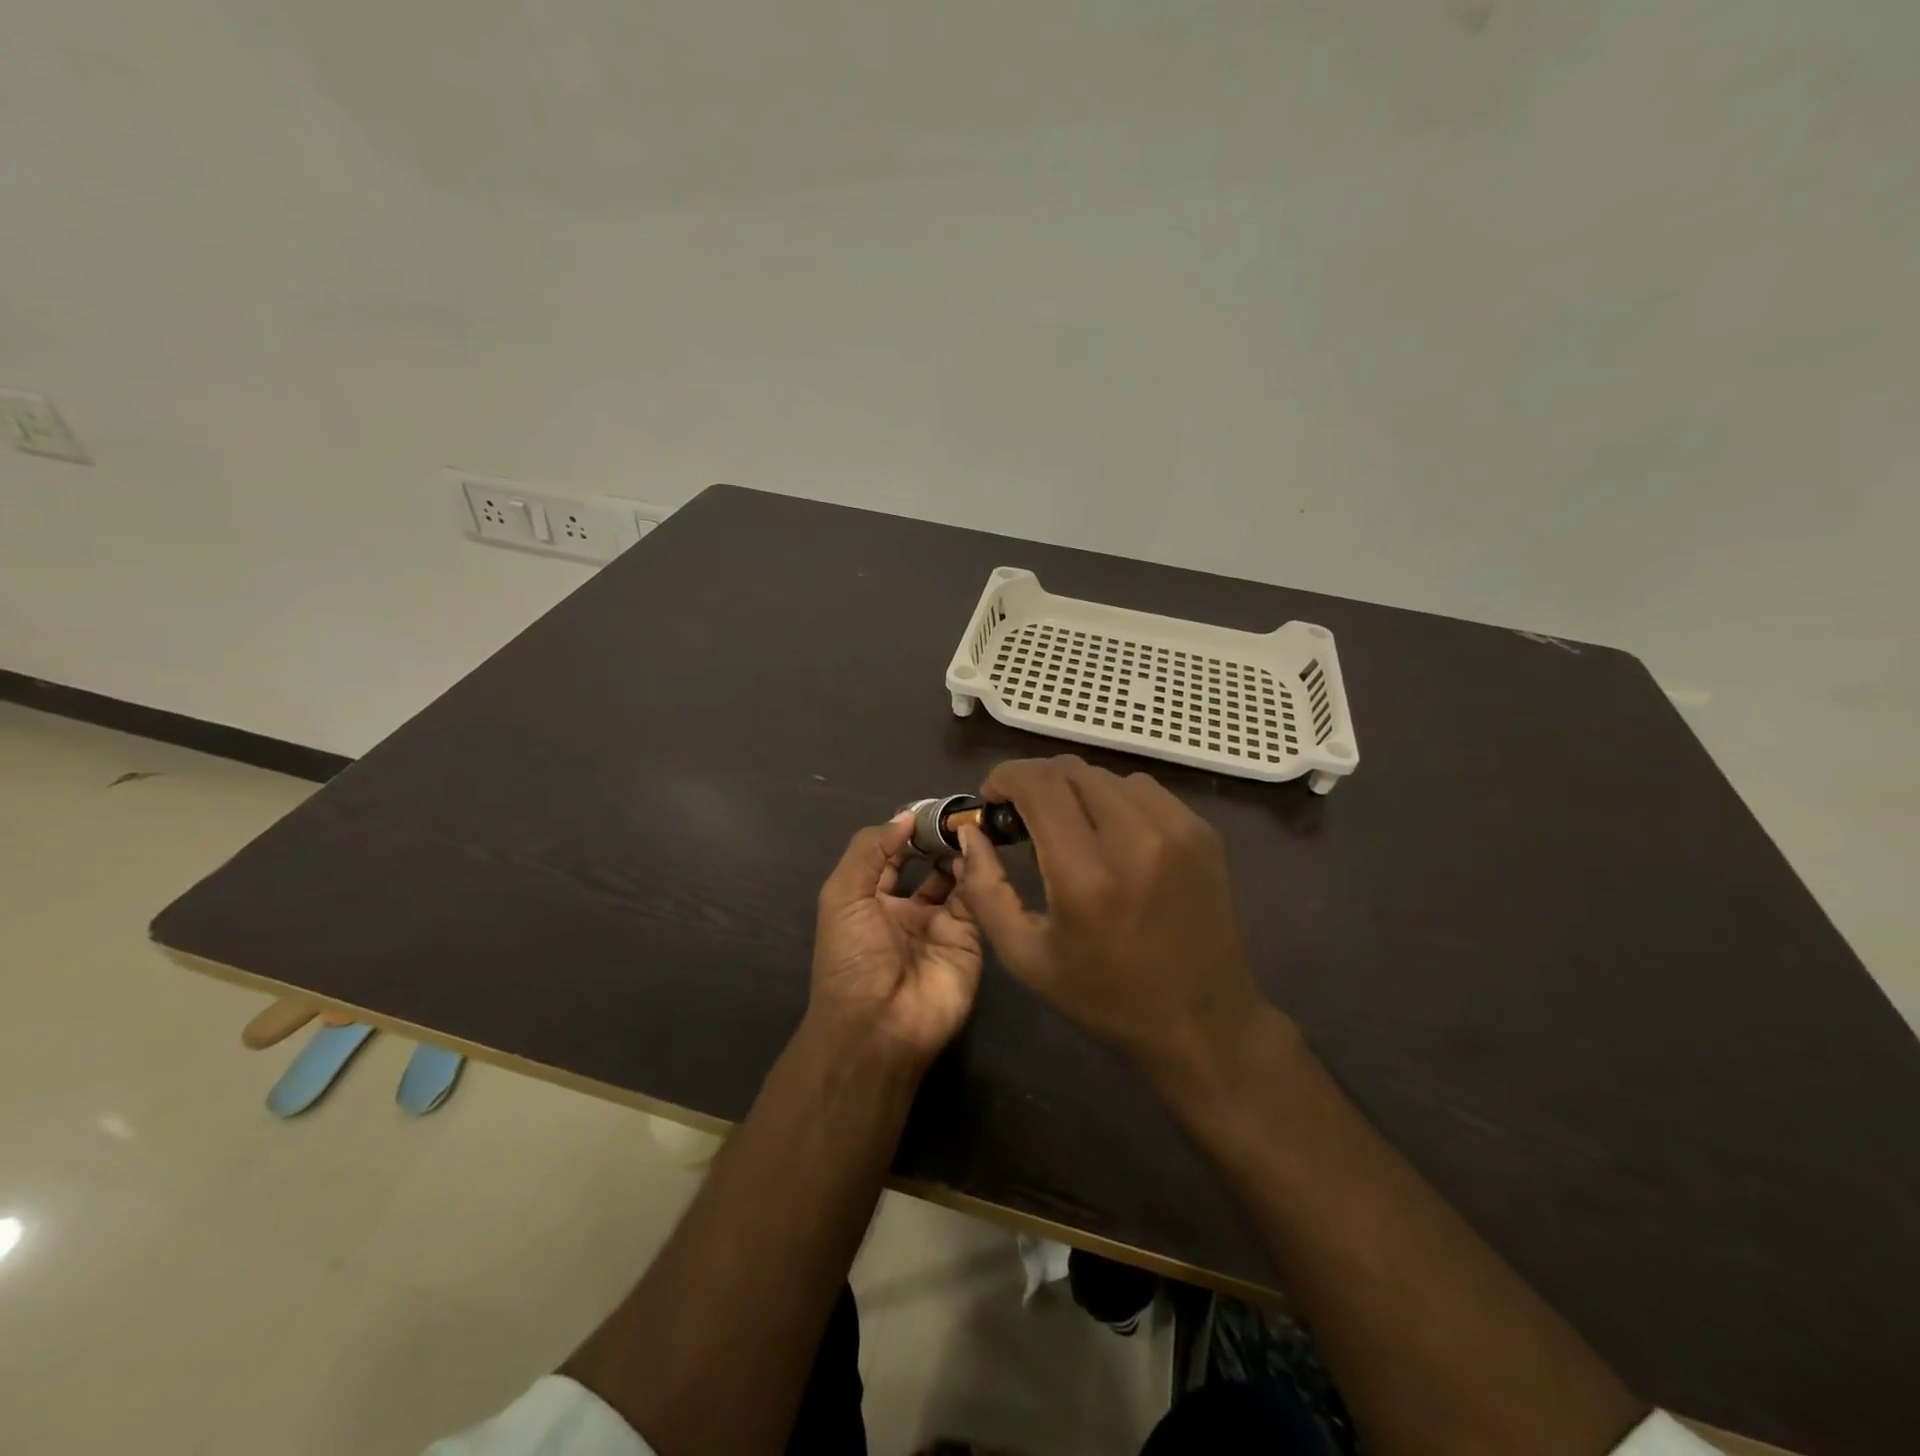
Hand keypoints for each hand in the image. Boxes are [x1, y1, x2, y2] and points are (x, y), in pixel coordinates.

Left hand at [810, 812, 983, 1066]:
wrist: (878, 1024)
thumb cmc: (852, 956)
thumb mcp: (843, 895)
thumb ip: (870, 850)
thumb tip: (904, 816)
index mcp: (870, 900)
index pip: (891, 856)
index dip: (906, 831)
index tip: (929, 806)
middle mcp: (906, 911)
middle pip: (928, 866)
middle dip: (940, 841)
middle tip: (959, 813)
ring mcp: (940, 926)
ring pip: (957, 879)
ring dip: (961, 854)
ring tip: (971, 828)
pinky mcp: (969, 940)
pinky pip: (976, 901)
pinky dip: (978, 876)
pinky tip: (978, 853)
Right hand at [954, 756, 1275, 1083]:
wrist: (1204, 1023)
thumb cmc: (1106, 997)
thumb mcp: (1026, 957)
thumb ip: (986, 890)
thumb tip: (971, 832)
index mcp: (1086, 874)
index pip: (1038, 784)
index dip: (1005, 777)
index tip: (992, 798)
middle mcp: (1135, 837)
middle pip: (1070, 770)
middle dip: (1034, 782)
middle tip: (1022, 815)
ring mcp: (1177, 830)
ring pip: (1106, 775)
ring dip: (1074, 790)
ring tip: (1068, 826)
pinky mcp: (1202, 832)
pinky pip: (1144, 790)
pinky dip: (1114, 799)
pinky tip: (1110, 835)